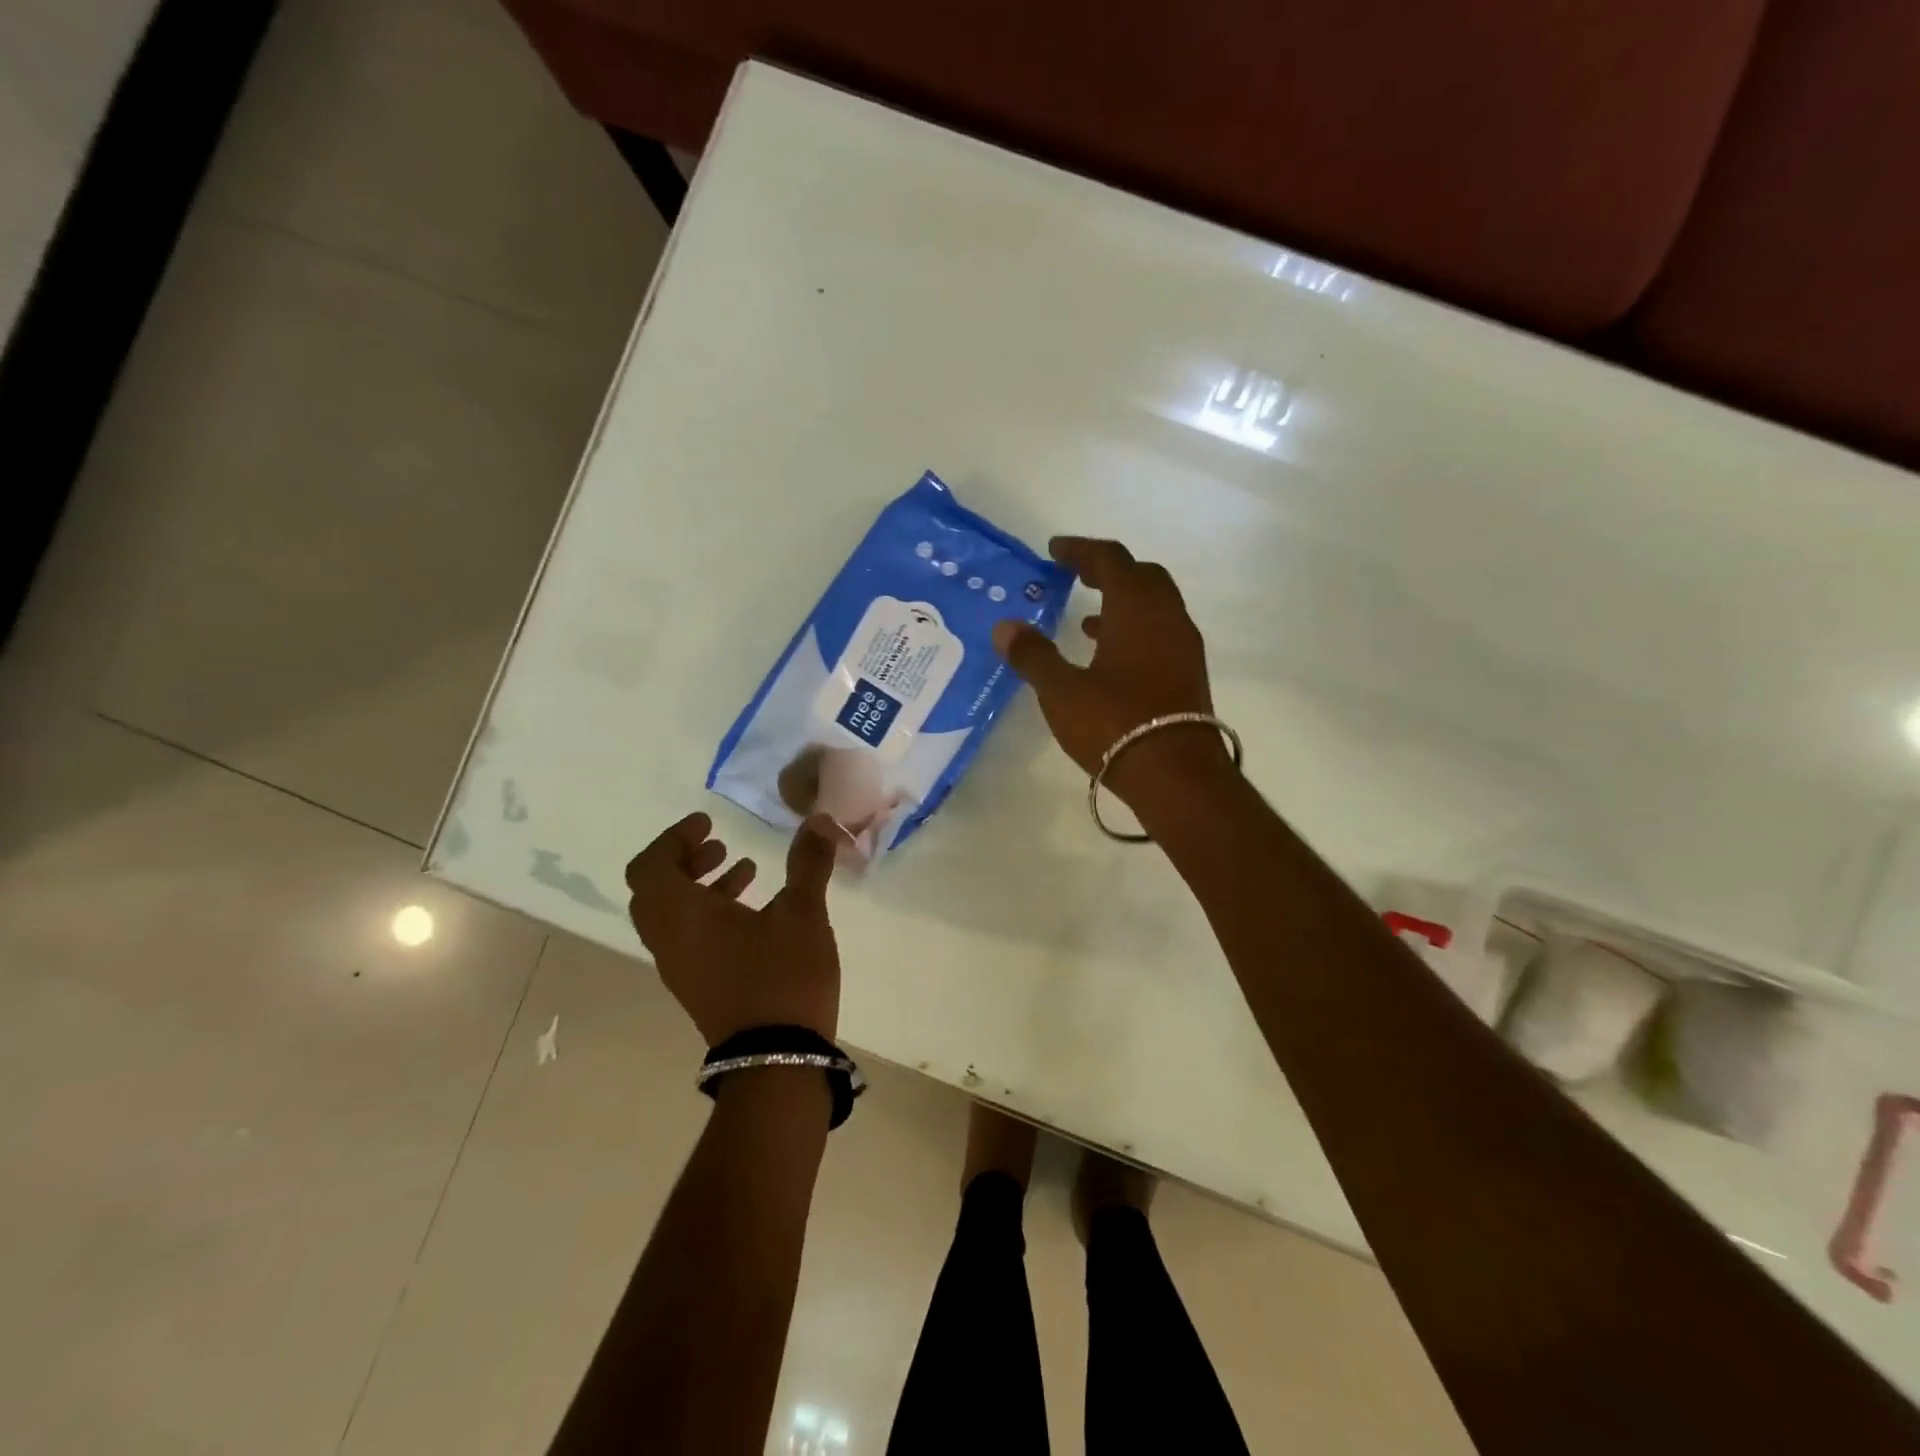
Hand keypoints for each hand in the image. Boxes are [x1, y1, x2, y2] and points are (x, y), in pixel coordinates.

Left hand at [625, 812, 847, 1044]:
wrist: (776, 1059)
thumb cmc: (783, 976)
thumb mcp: (802, 912)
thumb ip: (808, 863)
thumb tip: (819, 818)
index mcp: (682, 916)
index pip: (650, 866)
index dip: (674, 838)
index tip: (708, 824)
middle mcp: (669, 940)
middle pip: (655, 889)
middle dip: (684, 860)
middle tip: (719, 844)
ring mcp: (680, 968)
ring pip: (672, 915)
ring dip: (699, 886)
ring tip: (745, 870)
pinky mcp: (697, 986)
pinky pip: (687, 937)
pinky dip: (708, 912)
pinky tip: (755, 912)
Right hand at [992, 537, 1228, 806]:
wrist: (1176, 775)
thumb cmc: (1115, 723)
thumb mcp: (1062, 691)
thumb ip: (1033, 655)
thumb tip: (1005, 627)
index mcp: (1136, 608)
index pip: (1110, 560)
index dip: (1080, 551)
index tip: (1055, 550)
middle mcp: (1167, 617)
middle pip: (1141, 576)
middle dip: (1108, 571)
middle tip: (1077, 576)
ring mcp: (1183, 646)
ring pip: (1155, 606)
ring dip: (1122, 602)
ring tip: (1085, 618)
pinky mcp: (1188, 673)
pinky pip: (1160, 633)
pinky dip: (1134, 630)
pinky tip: (1109, 657)